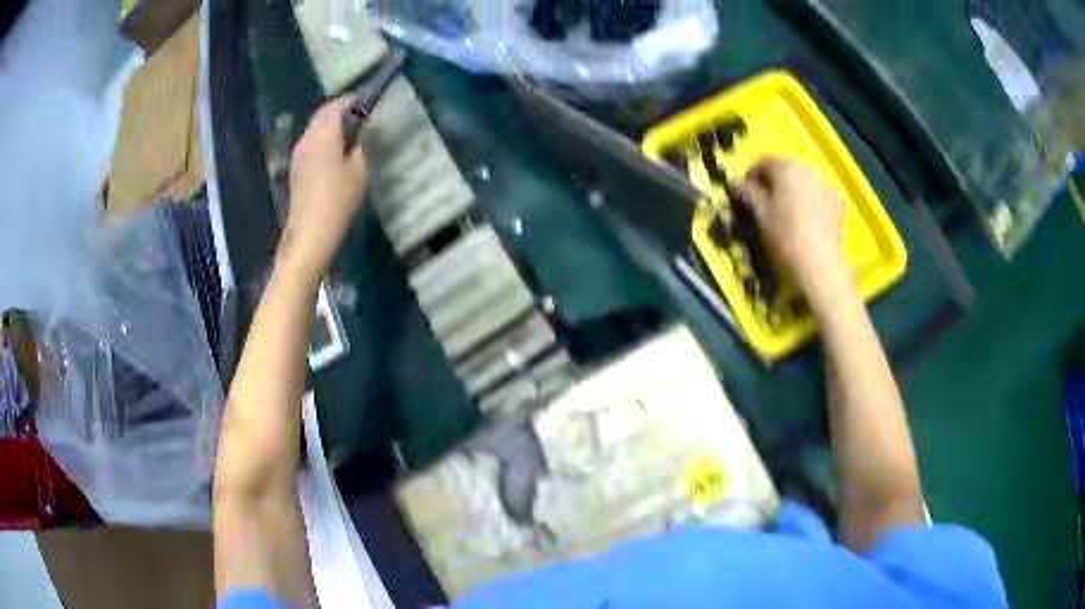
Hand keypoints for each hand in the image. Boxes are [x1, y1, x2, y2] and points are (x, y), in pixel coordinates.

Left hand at [280, 97, 367, 278]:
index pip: (336, 107)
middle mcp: (307, 139)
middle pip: (321, 115)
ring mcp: (298, 153)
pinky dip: (322, 137)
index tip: (363, 99)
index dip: (350, 100)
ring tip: (347, 130)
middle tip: (356, 112)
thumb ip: (357, 149)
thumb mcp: (358, 171)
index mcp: (324, 135)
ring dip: (329, 124)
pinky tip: (333, 148)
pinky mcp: (296, 167)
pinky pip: (310, 142)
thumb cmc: (338, 200)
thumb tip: (354, 139)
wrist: (311, 231)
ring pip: (314, 128)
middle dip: (338, 109)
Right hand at [736, 156, 850, 307]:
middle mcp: (808, 170)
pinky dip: (809, 200)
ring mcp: (826, 186)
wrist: (820, 265)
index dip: (752, 173)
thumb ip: (749, 194)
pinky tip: (805, 219)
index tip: (745, 191)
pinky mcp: (838, 203)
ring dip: (792, 190)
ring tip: (786, 211)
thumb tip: (738, 184)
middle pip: (786, 169)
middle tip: (764, 201)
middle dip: (774, 181)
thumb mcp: (761, 215)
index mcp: (786, 168)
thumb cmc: (785, 237)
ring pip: (804, 181)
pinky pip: (818, 195)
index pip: (764, 161)